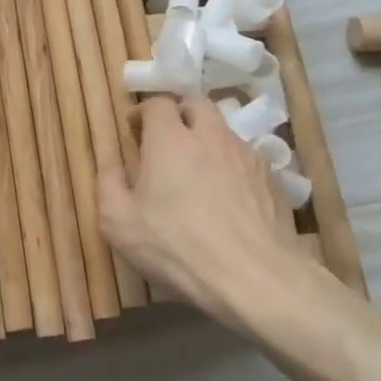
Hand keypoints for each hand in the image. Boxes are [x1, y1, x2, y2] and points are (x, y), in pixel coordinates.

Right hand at [98, 96, 314, 330]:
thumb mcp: (119, 222)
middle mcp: (210, 136)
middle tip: (167, 140)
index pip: (157, 103)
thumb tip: (113, 165)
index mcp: (170, 139)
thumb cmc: (176, 246)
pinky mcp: (271, 178)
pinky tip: (227, 197)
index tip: (134, 130)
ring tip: (198, 171)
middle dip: (179, 114)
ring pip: (223, 130)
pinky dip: (231, 166)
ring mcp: (246, 155)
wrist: (253, 277)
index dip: (143, 112)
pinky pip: (245, 158)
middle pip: (196, 104)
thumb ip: (109, 185)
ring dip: (207, 140)